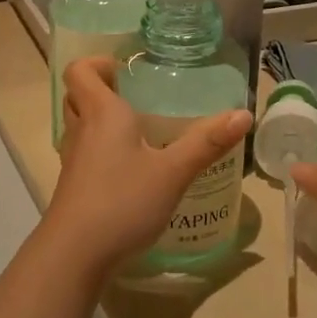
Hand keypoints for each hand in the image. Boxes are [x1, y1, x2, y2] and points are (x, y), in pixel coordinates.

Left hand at [41, 58, 253, 281]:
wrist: (75, 254)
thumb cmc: (123, 201)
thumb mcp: (173, 171)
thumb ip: (207, 143)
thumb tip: (244, 113)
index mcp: (102, 113)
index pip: (80, 71)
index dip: (96, 63)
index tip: (124, 71)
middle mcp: (82, 130)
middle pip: (78, 95)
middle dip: (100, 89)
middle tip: (134, 96)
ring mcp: (73, 159)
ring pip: (79, 125)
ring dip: (99, 120)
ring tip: (136, 130)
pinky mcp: (72, 186)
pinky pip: (83, 153)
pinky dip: (100, 150)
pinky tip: (129, 169)